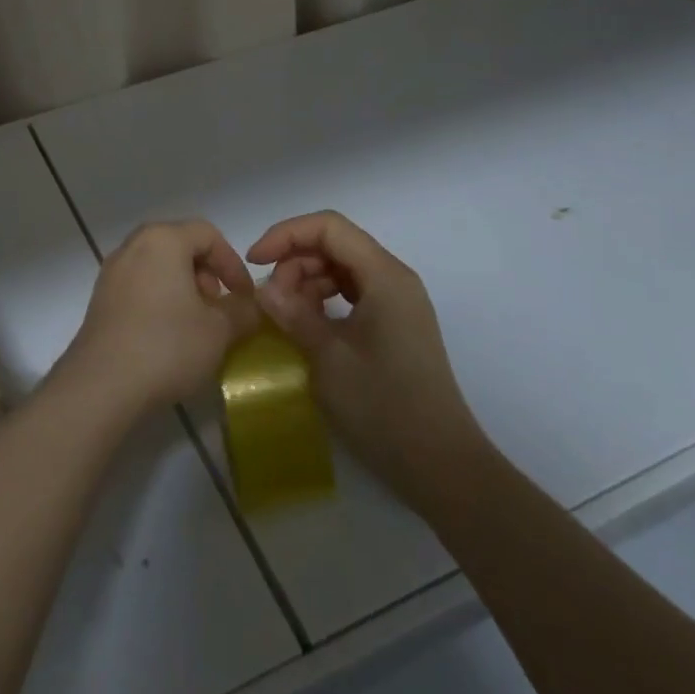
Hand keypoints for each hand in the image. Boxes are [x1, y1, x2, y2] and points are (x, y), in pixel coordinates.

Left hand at [59, 221, 258, 417]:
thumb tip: (250, 306)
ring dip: (183, 287)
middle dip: (206, 273)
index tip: (244, 297)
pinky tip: (168, 335)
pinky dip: (159, 298)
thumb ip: (242, 311)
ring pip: (157, 266)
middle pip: (179, 245)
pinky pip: (138, 285)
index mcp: (163, 240)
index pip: (208, 234)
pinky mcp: (100, 298)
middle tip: (217, 307)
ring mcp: (111, 272)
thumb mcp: (219, 331)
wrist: (102, 384)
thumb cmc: (167, 346)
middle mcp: (133, 246)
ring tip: (196, 324)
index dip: (233, 263)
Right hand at [248, 211, 483, 497]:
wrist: (440, 465)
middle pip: (335, 244)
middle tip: (269, 298)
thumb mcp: (328, 357)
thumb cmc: (384, 406)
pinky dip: (322, 299)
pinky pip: (351, 293)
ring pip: (341, 268)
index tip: (253, 261)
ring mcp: (396, 303)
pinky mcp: (393, 325)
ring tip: (284, 314)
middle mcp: (393, 279)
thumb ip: (293, 313)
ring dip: (306, 281)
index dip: (286, 235)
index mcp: (385, 276)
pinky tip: (305, 324)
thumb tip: (261, 288)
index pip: (328, 228)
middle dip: (294, 261)